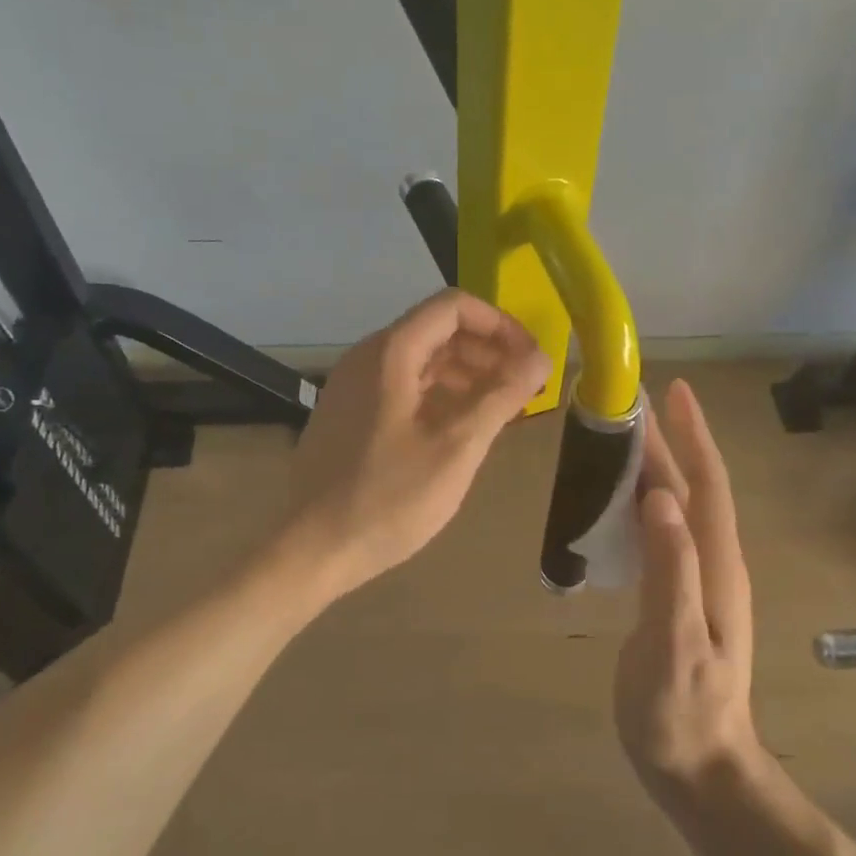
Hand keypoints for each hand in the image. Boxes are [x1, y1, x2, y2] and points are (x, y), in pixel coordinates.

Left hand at [277, 289, 549, 597]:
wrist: (313, 548)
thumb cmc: (388, 498)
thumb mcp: (456, 448)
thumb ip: (501, 397)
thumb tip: (543, 359)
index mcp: (391, 353)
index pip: (453, 307)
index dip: (500, 325)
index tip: (530, 359)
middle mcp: (368, 357)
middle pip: (437, 330)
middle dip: (487, 351)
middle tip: (523, 387)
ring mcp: (353, 386)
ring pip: (420, 359)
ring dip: (466, 374)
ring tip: (500, 408)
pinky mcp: (349, 413)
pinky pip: (402, 386)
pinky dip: (439, 394)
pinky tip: (460, 427)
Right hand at [615, 379, 761, 800]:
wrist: (702, 772)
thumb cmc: (683, 711)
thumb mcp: (675, 642)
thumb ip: (670, 570)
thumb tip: (659, 497)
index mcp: (715, 566)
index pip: (706, 485)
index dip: (692, 436)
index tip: (674, 390)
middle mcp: (712, 564)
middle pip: (690, 489)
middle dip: (666, 442)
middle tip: (629, 405)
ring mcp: (698, 583)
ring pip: (676, 510)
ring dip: (654, 470)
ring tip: (619, 441)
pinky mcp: (678, 600)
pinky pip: (661, 536)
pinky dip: (641, 507)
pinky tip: (618, 506)